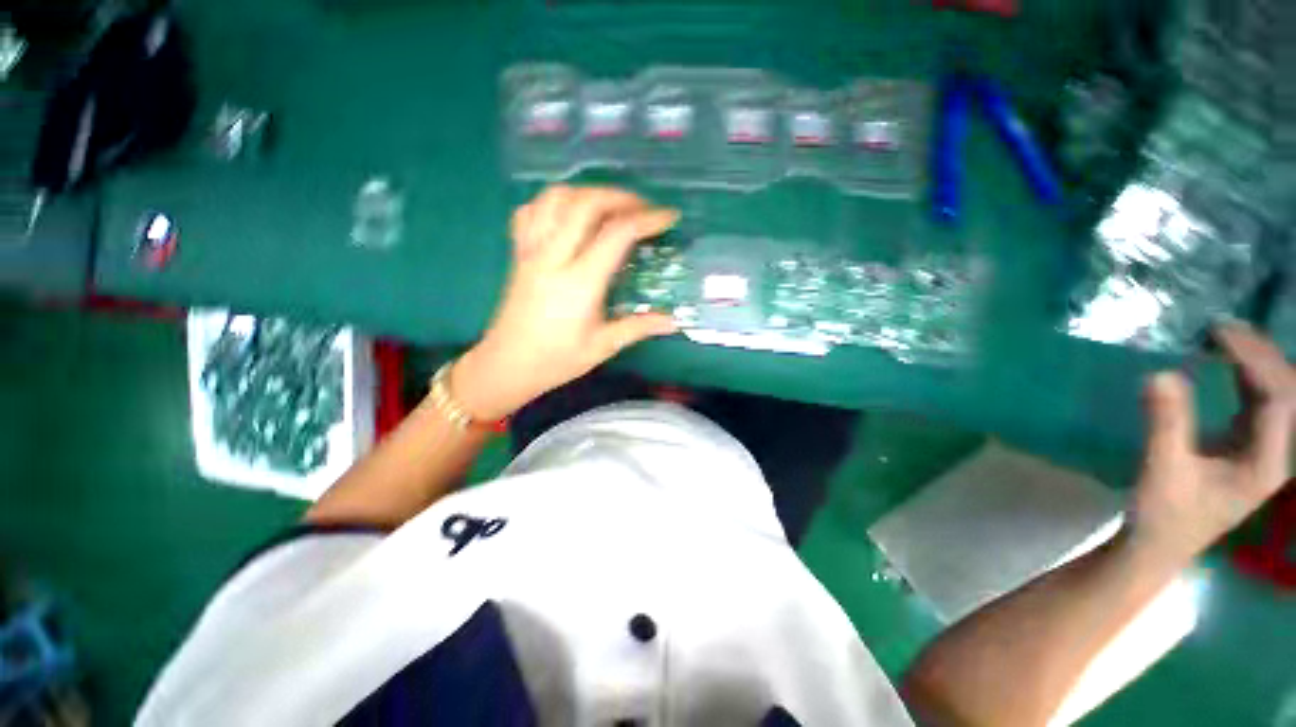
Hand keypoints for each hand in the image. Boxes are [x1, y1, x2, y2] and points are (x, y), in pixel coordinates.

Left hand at [449, 185, 679, 420]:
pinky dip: (554, 202)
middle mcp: (554, 257)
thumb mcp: (602, 347)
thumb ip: (638, 327)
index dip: (647, 220)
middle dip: (620, 196)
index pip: (616, 234)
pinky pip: (531, 211)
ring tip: (609, 206)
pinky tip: (569, 214)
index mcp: (580, 282)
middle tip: (643, 208)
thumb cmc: (556, 360)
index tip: (669, 217)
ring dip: (587, 192)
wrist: (507, 365)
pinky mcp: (519, 253)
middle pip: (586, 203)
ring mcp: (532, 251)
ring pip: (555, 198)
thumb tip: (674, 321)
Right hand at [1131, 322, 1294, 565]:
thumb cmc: (1162, 516)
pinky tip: (1227, 362)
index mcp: (1266, 462)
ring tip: (1225, 337)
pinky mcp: (1245, 444)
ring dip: (1256, 361)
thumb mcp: (1162, 472)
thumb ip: (1166, 424)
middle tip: (1222, 328)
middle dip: (1260, 354)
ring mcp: (1263, 448)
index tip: (1217, 333)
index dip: (1254, 360)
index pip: (1277, 397)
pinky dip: (1246, 375)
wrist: (1158, 546)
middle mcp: (1275, 451)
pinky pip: (1259, 399)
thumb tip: (1161, 373)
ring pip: (1277, 392)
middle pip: (1286, 390)